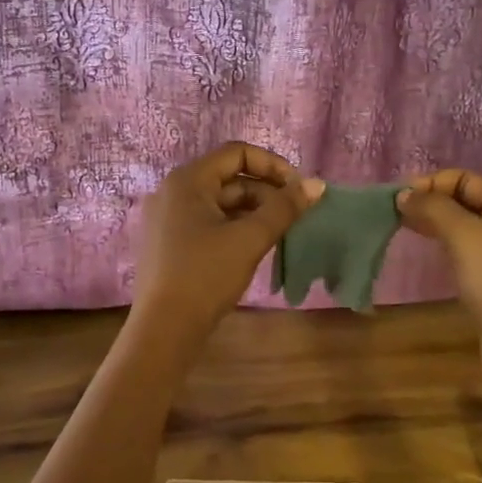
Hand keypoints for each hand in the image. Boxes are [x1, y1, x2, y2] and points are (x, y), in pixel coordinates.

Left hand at [132, 142, 319, 336]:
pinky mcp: (168, 243)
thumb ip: (284, 208)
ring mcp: (166, 218)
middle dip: (265, 193)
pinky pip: (206, 222)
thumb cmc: (206, 275)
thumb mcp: (250, 239)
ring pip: (219, 203)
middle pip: (228, 178)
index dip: (273, 166)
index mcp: (187, 180)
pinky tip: (253, 248)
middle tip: (294, 217)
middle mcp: (172, 191)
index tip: (298, 190)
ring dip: (252, 212)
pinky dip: (233, 227)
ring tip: (279, 234)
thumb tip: (316, 184)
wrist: (164, 329)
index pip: (236, 153)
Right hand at [395, 169, 481, 393]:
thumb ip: (435, 209)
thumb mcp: (467, 237)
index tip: (398, 198)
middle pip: (466, 201)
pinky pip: (464, 251)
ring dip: (434, 222)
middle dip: (431, 201)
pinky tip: (426, 251)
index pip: (467, 180)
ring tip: (402, 226)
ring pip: (463, 227)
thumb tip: (404, 194)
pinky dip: (443, 245)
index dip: (432, 183)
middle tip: (394, 212)